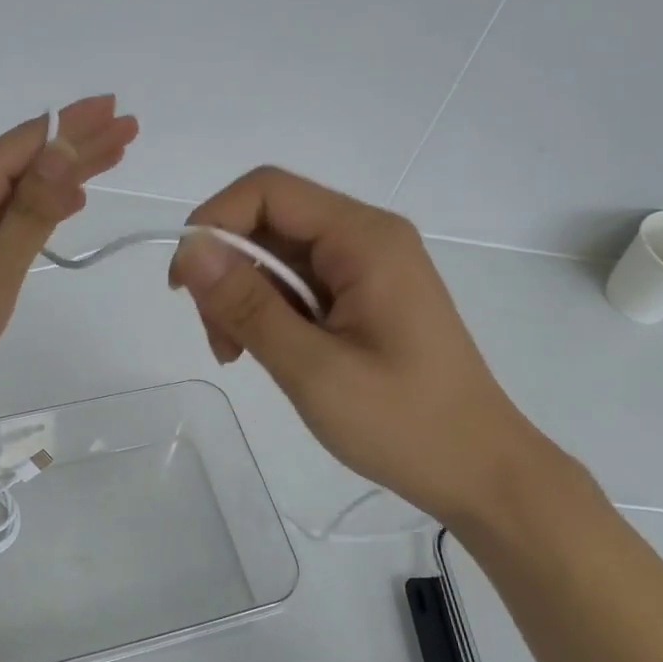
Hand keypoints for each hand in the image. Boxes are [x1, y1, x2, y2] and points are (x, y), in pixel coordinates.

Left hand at [0, 96, 138, 427]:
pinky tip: (61, 205)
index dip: (77, 125)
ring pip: (13, 183)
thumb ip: (30, 214)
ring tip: (108, 159)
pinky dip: (35, 203)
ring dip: (61, 173)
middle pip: (24, 157)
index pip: (30, 141)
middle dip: (78, 143)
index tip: (118, 110)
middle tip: (127, 130)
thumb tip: (64, 150)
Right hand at [169, 166, 554, 527]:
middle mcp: (365, 237)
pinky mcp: (359, 295)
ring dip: (239, 296)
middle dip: (224, 270)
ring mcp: (363, 267)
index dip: (213, 222)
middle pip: (267, 222)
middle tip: (217, 337)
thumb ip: (249, 305)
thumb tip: (191, 249)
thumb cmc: (404, 423)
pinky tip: (257, 350)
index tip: (184, 285)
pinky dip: (263, 311)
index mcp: (364, 238)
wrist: (478, 470)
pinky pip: (293, 283)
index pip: (268, 191)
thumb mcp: (313, 368)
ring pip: (273, 255)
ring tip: (234, 353)